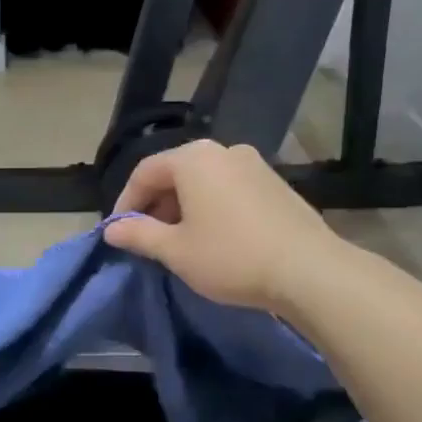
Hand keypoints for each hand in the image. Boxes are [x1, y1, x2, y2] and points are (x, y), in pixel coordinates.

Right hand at [104, 140, 344, 313]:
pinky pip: (228, 189)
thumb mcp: (175, 250)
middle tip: (146, 238)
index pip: (145, 172)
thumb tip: (111, 230)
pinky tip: (212, 237)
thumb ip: (138, 235)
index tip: (118, 232)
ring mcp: (254, 164)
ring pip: (203, 181)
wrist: (309, 270)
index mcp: (193, 159)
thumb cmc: (230, 256)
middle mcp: (223, 151)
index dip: (125, 202)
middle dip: (155, 205)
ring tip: (177, 241)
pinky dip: (210, 207)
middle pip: (175, 173)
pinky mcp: (275, 183)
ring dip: (182, 207)